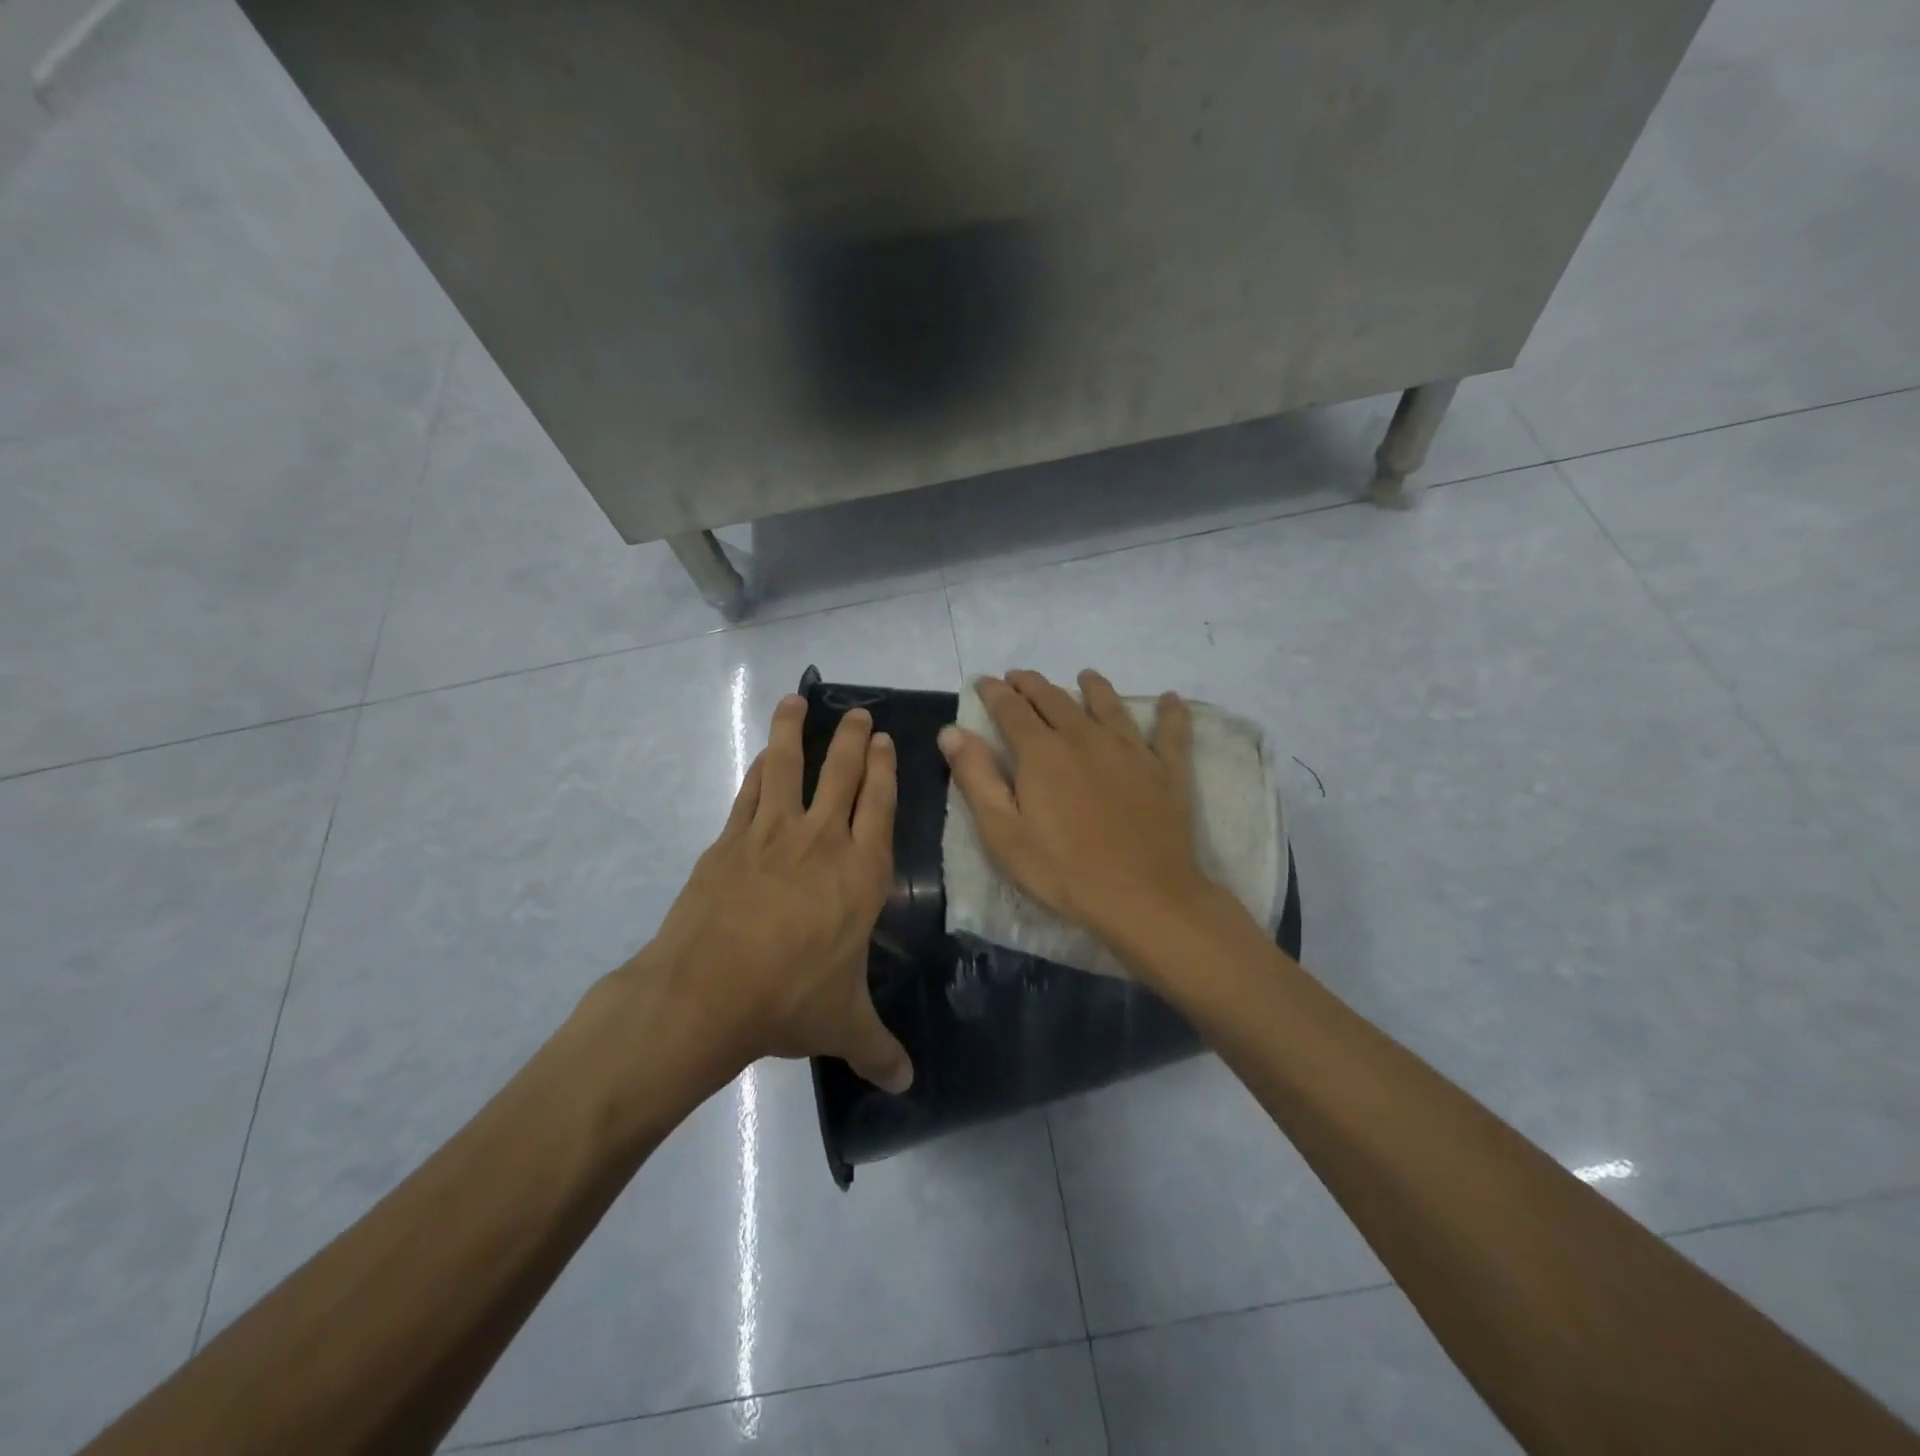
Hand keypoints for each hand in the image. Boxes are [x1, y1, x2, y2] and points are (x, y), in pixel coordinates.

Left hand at [632, 694, 912, 1092]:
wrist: (706, 993)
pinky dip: (758, 770)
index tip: (884, 740)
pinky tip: (761, 756)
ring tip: (796, 700)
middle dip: (852, 738)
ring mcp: (771, 834)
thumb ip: (878, 1048)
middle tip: (857, 713)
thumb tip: (907, 1084)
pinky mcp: (728, 841)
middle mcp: (821, 841)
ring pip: (787, 766)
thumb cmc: (789, 1000)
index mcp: (861, 873)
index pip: (880, 805)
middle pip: (841, 773)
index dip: (884, 769)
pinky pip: (748, 793)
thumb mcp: (843, 1026)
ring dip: (795, 731)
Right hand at [938, 669, 1215, 950]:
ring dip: (1094, 687)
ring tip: (1085, 675)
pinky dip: (1170, 713)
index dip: (994, 692)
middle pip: (1055, 699)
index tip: (984, 681)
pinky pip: (1171, 732)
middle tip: (1020, 677)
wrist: (1143, 897)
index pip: (1011, 709)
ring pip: (1108, 705)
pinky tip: (1171, 699)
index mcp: (1041, 751)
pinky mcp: (1166, 770)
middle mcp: (1084, 737)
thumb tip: (952, 730)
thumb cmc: (1063, 871)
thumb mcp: (1003, 833)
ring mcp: (1130, 750)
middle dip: (1033, 685)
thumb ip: (976, 777)